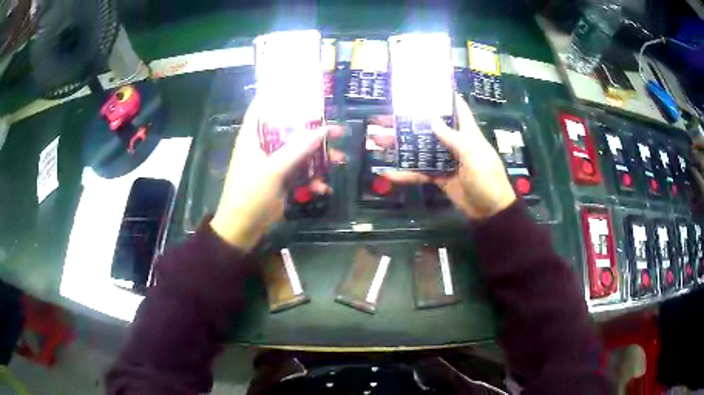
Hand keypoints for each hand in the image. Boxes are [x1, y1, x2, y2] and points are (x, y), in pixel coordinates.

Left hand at [211, 101, 343, 250]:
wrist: (242, 228)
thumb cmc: (250, 193)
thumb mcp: (273, 170)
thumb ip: (298, 149)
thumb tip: (322, 129)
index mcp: (253, 137)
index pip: (262, 107)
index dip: (278, 96)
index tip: (301, 90)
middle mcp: (263, 146)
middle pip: (289, 129)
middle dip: (313, 129)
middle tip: (337, 129)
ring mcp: (273, 163)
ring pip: (299, 151)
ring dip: (319, 156)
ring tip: (340, 159)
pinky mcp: (281, 179)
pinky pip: (300, 172)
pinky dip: (312, 179)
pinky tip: (323, 188)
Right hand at [381, 94, 516, 218]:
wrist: (490, 211)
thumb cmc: (487, 177)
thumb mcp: (472, 154)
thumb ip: (452, 138)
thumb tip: (431, 119)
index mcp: (466, 132)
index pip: (456, 108)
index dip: (443, 96)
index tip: (423, 87)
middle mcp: (453, 142)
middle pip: (427, 127)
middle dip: (407, 122)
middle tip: (383, 117)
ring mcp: (445, 160)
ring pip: (419, 149)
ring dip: (399, 145)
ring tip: (376, 140)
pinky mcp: (439, 177)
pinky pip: (420, 173)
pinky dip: (405, 174)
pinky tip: (388, 173)